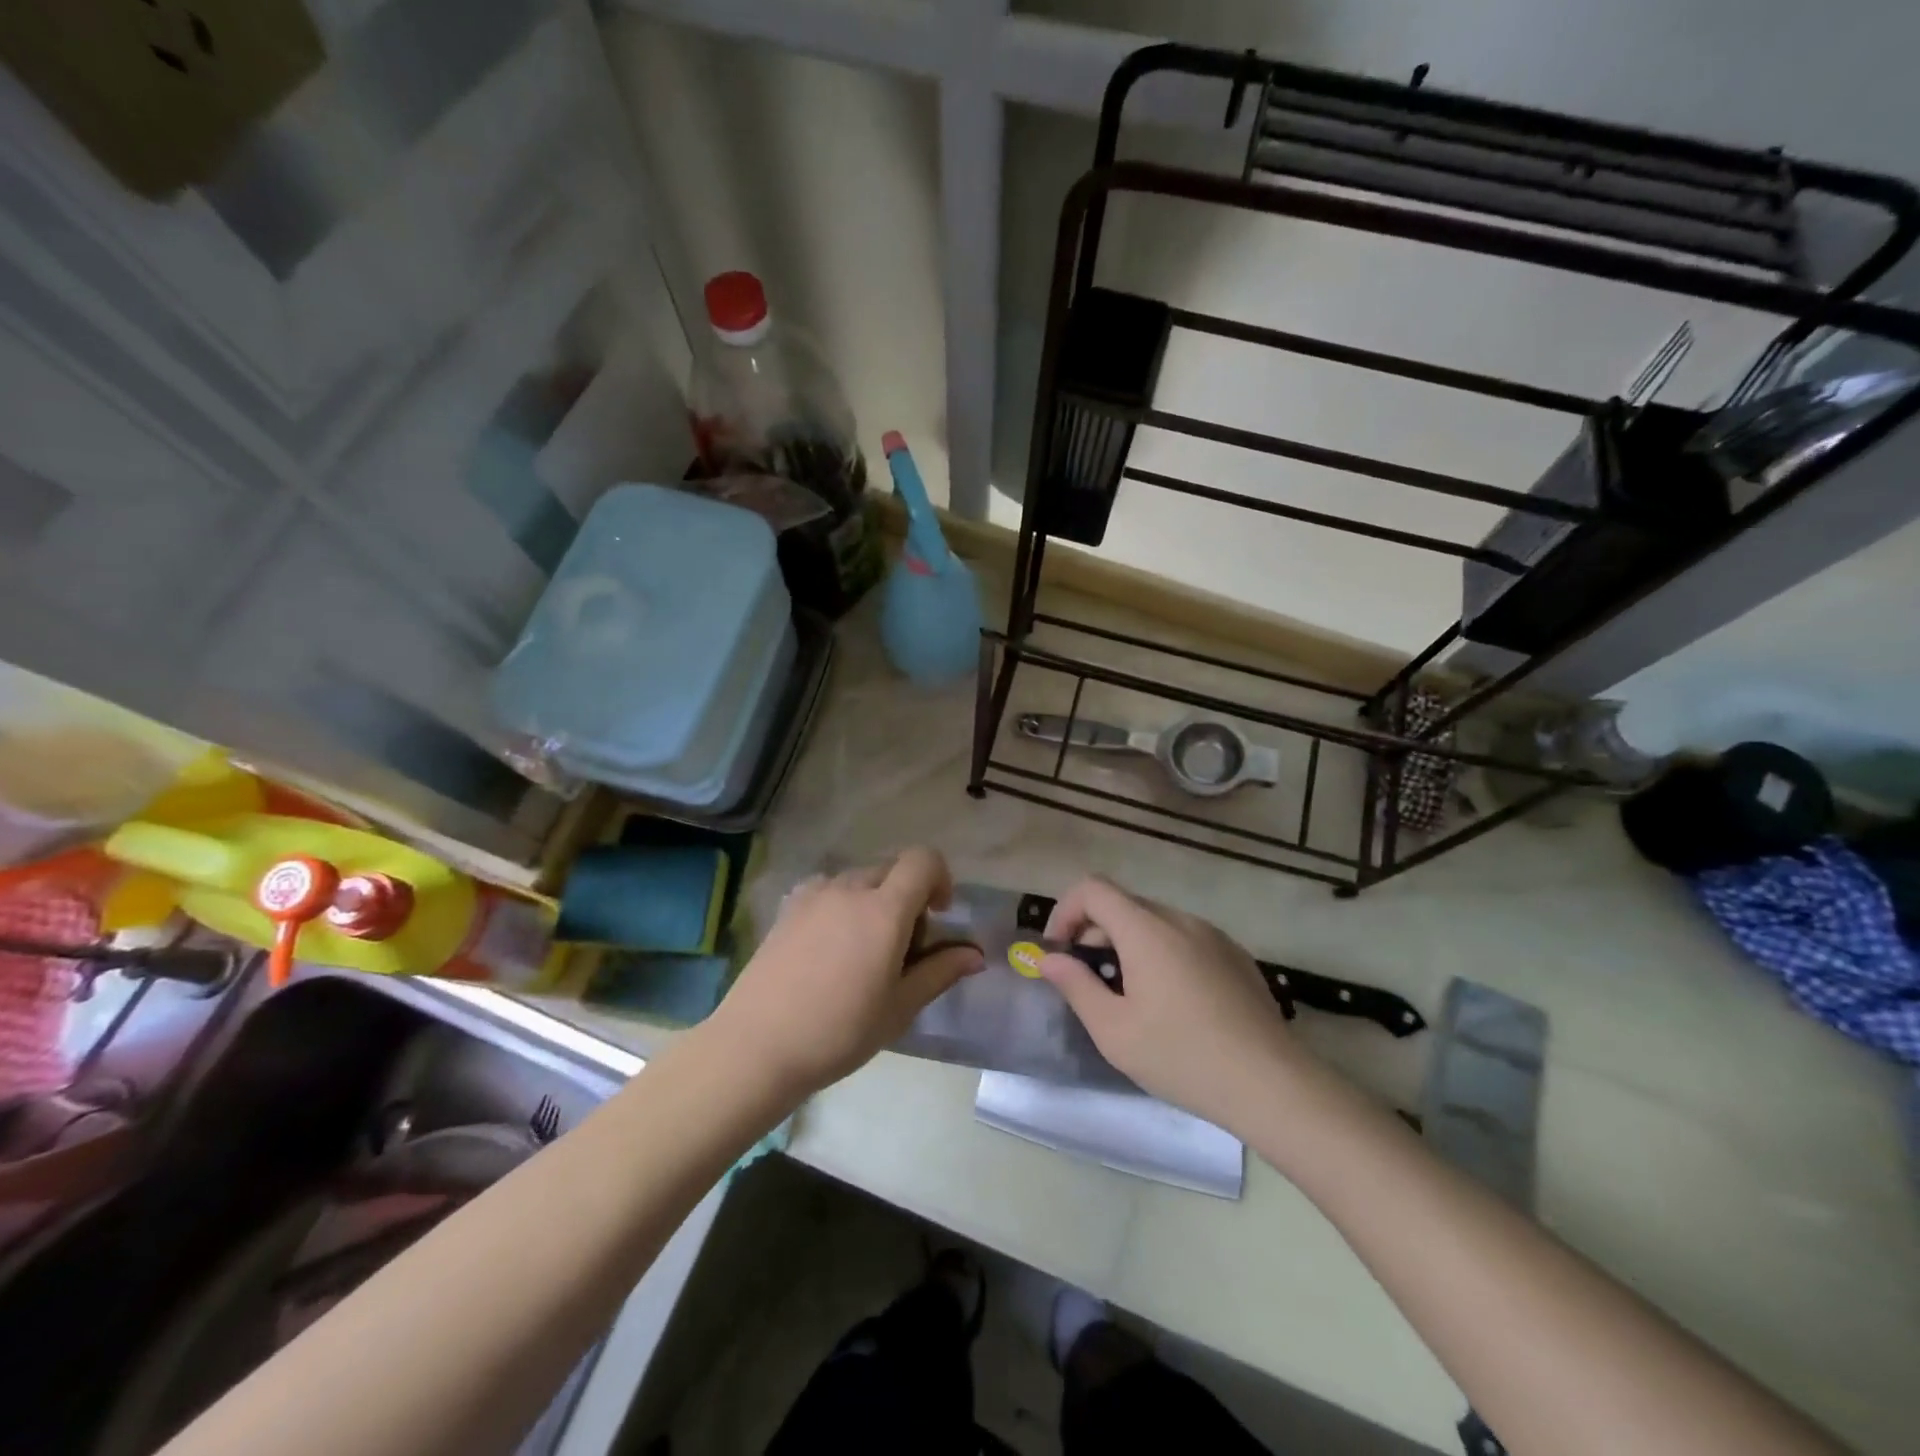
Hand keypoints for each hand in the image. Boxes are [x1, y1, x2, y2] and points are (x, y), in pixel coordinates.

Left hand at [710, 847, 984, 1099]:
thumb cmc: (839, 1031)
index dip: (939, 878)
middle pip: (892, 870)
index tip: (938, 916)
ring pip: (859, 880)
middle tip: (902, 948)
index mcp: (884, 909)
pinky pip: (828, 890)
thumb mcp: (899, 1007)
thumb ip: (940, 972)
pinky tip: (830, 948)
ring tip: (863, 951)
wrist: (757, 1045)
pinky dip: (842, 905)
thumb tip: (975, 955)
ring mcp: (814, 894)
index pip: (923, 860)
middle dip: (908, 897)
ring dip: (874, 901)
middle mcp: (849, 888)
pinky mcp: (789, 907)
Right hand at [1040, 876, 1307, 1130]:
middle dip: (1094, 934)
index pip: (1093, 889)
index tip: (1060, 953)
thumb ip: (1076, 986)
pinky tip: (1173, 1004)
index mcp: (1147, 930)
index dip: (1066, 912)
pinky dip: (1162, 955)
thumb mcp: (1114, 1030)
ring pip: (1155, 923)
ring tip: (1130, 997)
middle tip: (1089, 983)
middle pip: (1123, 905)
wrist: (1272, 1085)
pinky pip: (1185, 939)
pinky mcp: (1236, 956)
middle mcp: (1180, 920)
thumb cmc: (1182, 1057)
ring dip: (1128, 945)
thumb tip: (1048, 959)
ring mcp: (1213, 936)